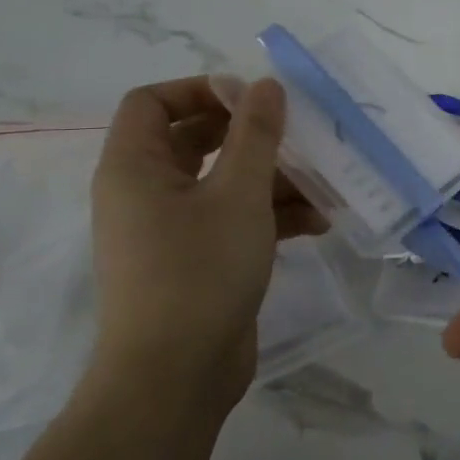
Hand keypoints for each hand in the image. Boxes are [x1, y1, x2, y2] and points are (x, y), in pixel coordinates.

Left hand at [89, 76, 324, 417]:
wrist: (176, 376)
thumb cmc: (200, 270)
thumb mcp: (239, 194)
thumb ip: (256, 134)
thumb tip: (265, 84)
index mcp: (136, 167)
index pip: (152, 102)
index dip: (201, 90)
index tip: (253, 99)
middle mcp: (145, 192)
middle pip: (195, 140)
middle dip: (250, 136)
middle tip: (296, 134)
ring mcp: (170, 230)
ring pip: (221, 183)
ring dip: (271, 179)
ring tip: (323, 186)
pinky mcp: (196, 261)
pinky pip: (231, 220)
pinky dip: (269, 216)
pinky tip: (317, 224)